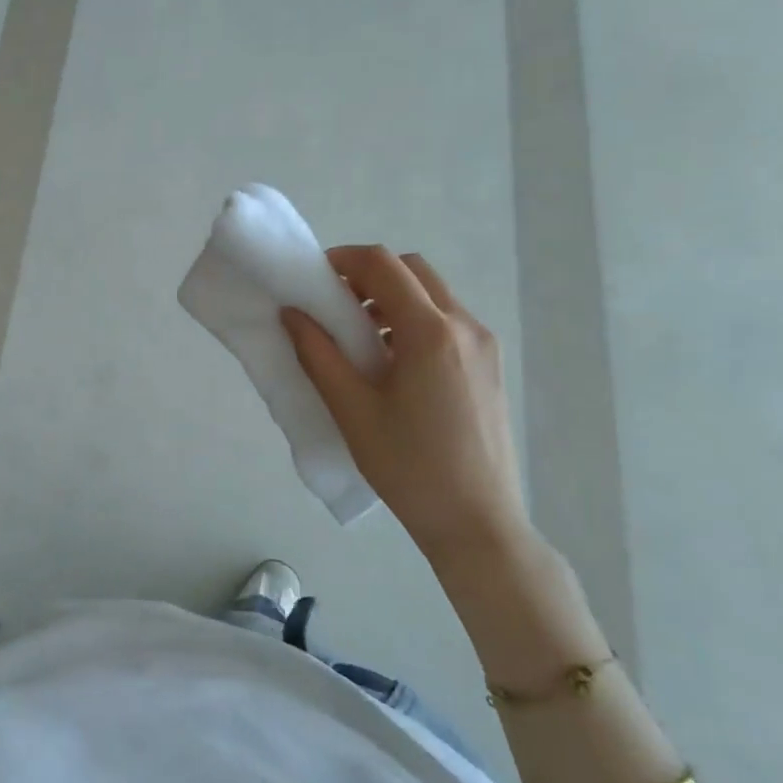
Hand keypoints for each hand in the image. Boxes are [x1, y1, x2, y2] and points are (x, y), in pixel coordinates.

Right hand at [282, 247, 528, 566]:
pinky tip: (391, 361)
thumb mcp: (351, 409)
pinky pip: (447, 321)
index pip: (383, 265)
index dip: (343, 260)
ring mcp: (484, 345)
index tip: (313, 278)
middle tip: (334, 304)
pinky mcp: (490, 365)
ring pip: (432, 294)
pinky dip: (413, 319)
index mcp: (430, 332)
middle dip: (368, 275)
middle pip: (412, 269)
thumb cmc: (408, 466)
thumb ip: (317, 353)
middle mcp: (465, 326)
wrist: (477, 522)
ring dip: (391, 297)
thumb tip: (292, 312)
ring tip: (359, 336)